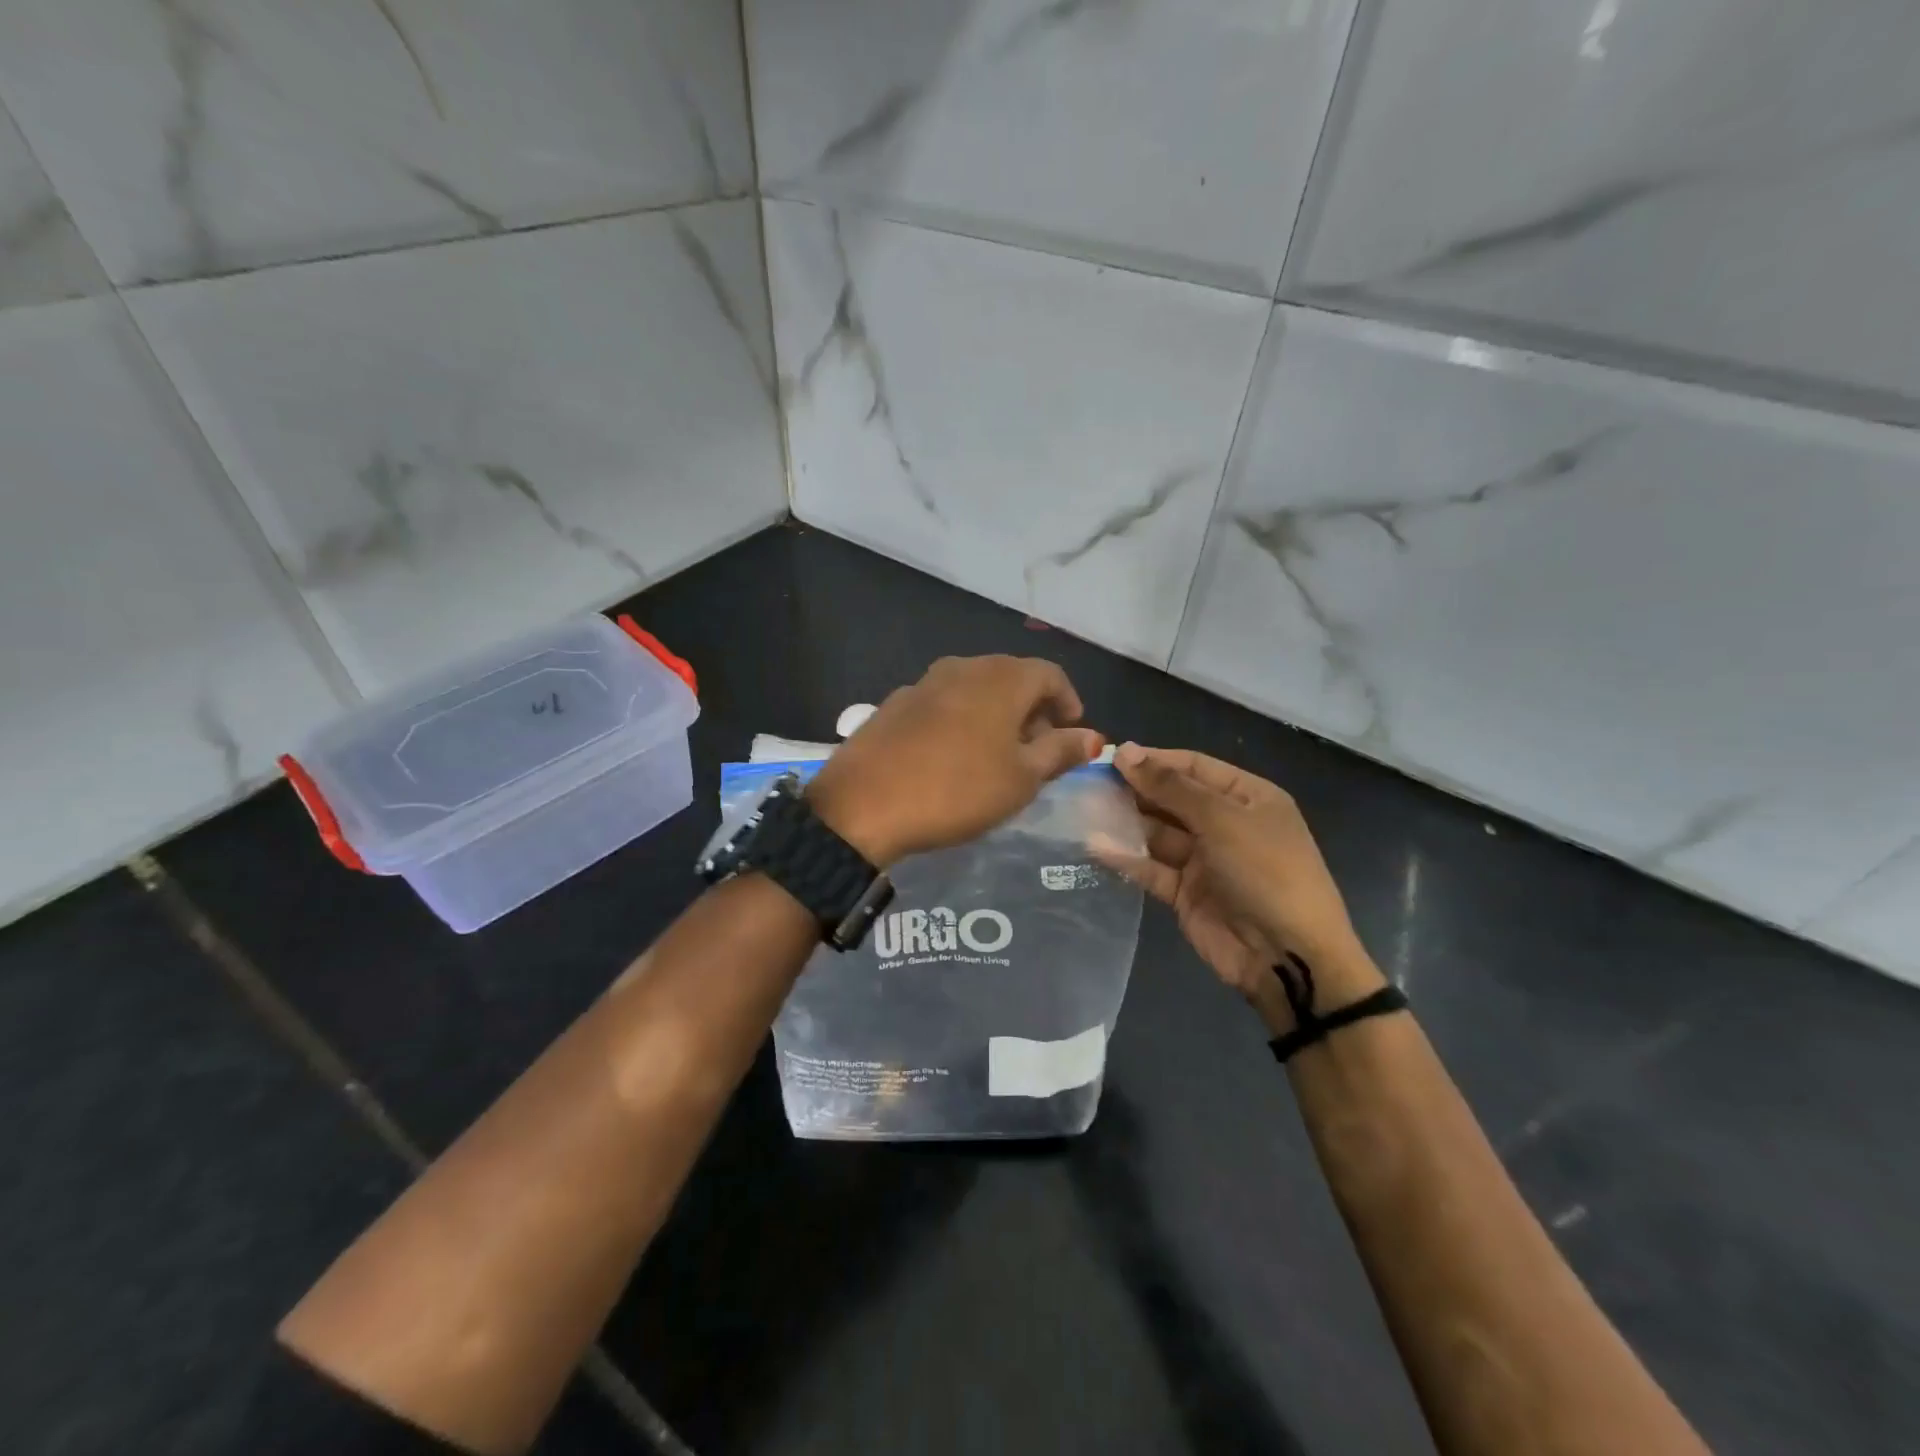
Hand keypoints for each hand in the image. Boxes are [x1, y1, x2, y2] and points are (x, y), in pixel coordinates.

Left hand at [806, 656, 1102, 865]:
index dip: (1068, 702)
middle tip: (1038, 750)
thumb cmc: (958, 790)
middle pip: (1011, 677)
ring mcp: (923, 683)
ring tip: (997, 755)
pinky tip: (952, 756)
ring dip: (995, 714)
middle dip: (1032, 709)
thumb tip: (1094, 736)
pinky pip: (943, 703)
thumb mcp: (1021, 778)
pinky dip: (961, 720)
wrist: (864, 804)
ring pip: (975, 689)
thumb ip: (1060, 751)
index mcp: (1001, 678)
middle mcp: (963, 668)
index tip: (1072, 733)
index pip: (1050, 674)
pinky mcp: (894, 704)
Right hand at [1093, 744, 1382, 1035]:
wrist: (1288, 957)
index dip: (1154, 760)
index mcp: (1248, 798)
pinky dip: (1127, 858)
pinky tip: (1095, 845)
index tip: (1110, 757)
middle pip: (1172, 798)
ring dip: (1126, 822)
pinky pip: (1152, 868)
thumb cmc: (1265, 872)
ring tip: (1084, 809)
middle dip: (1135, 790)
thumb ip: (1170, 787)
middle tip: (1089, 782)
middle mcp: (1226, 824)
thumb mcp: (1222, 820)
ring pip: (1158, 833)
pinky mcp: (1186, 893)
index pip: (1194, 767)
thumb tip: (1126, 752)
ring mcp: (1205, 860)